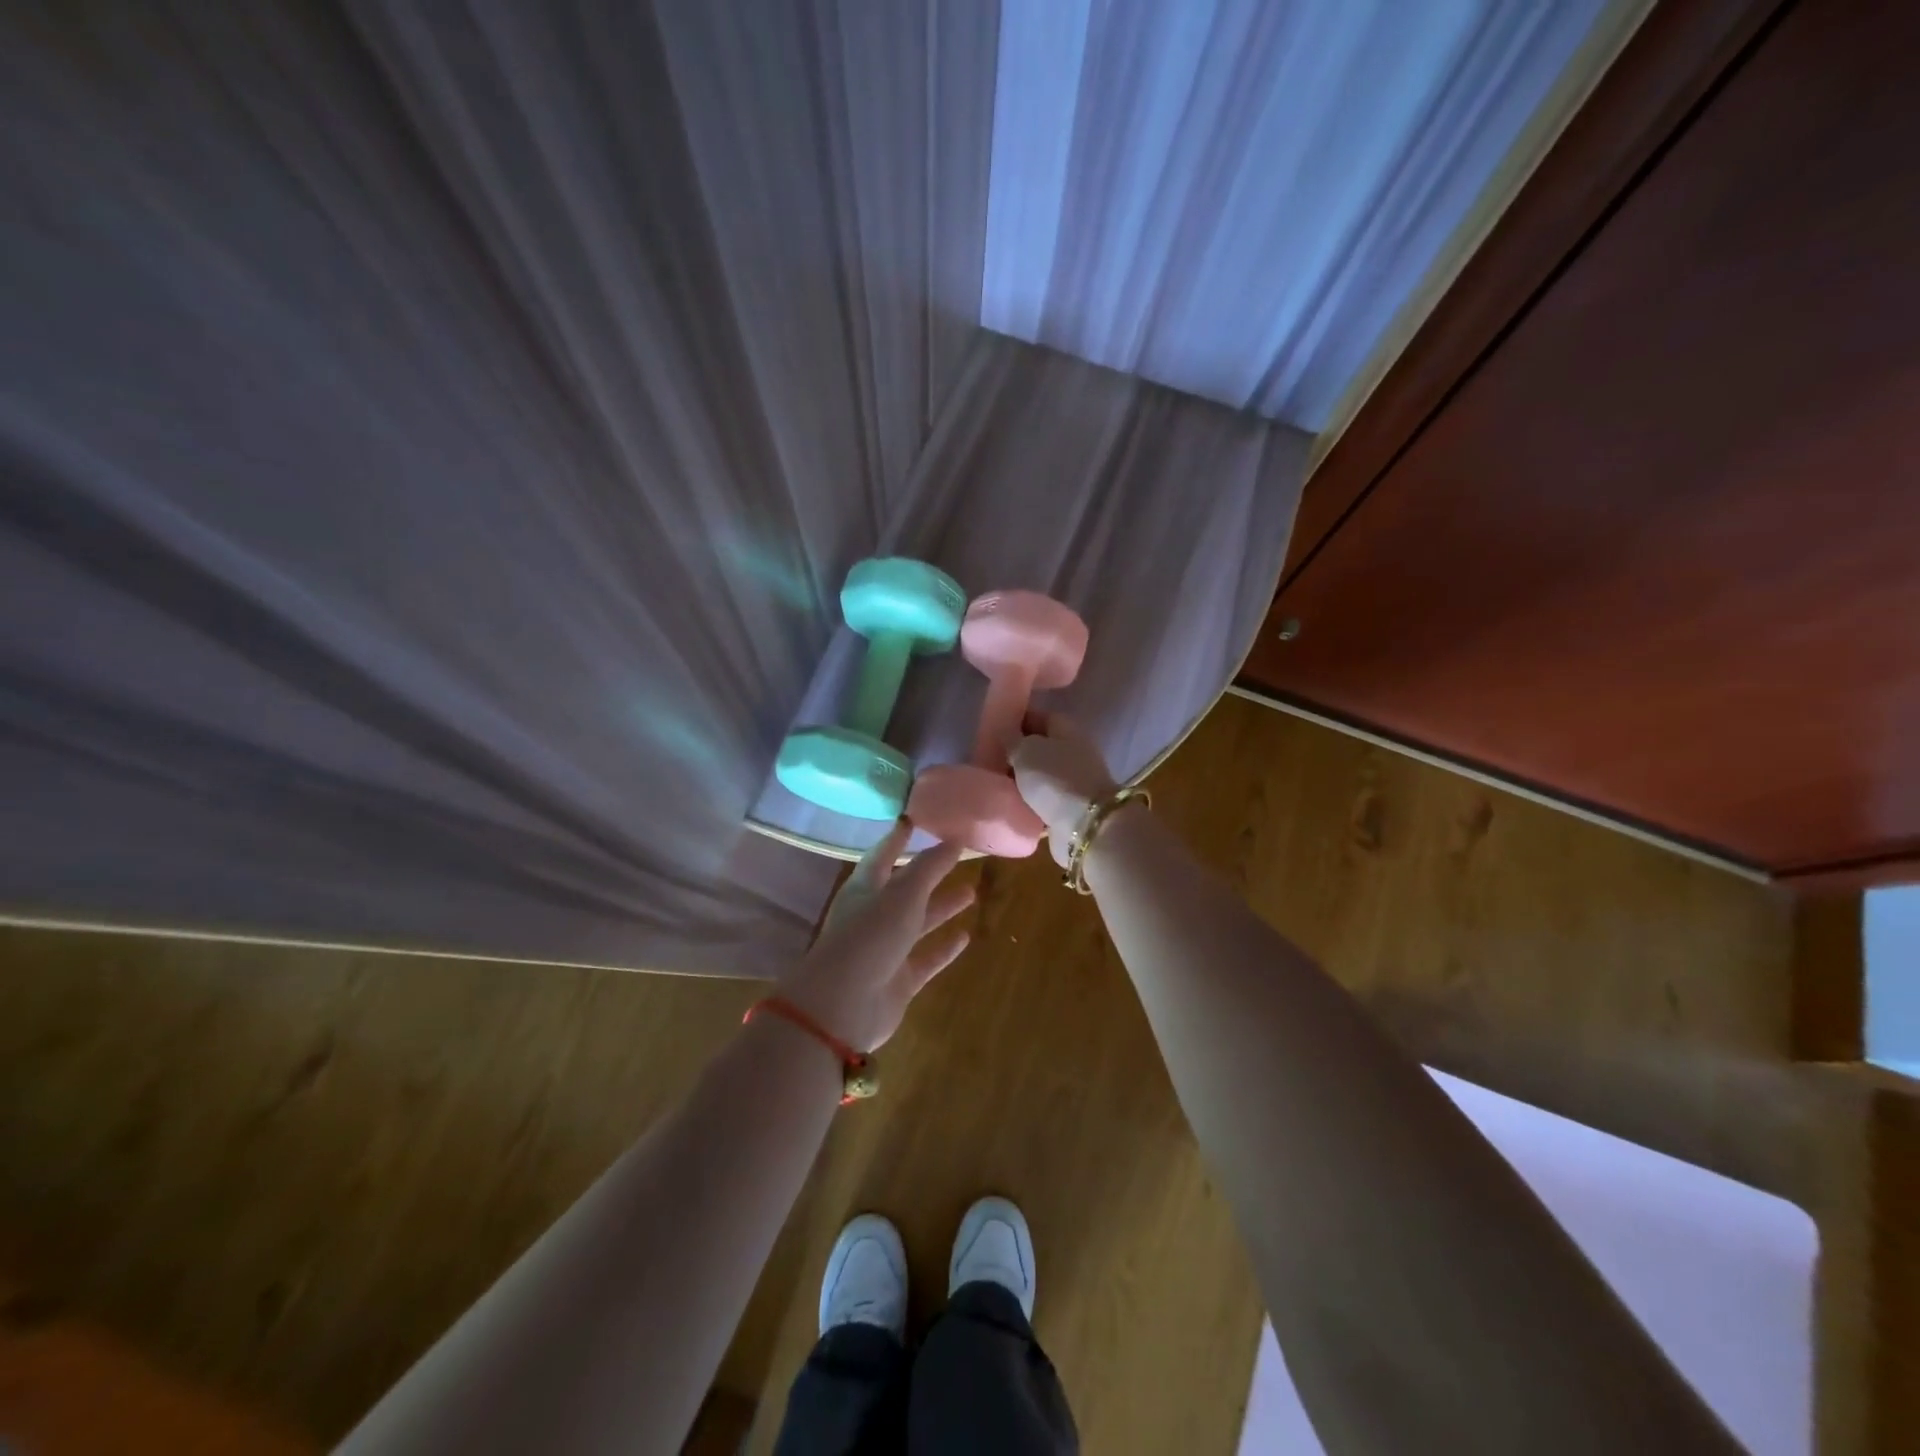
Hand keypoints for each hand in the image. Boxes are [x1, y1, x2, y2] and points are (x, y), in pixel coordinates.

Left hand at [775, 819, 973, 1052]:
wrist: (843, 1006)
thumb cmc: (869, 936)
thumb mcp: (902, 894)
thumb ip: (930, 868)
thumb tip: (954, 839)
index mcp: (865, 888)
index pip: (883, 855)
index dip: (898, 838)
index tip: (915, 820)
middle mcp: (874, 915)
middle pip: (906, 888)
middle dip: (930, 874)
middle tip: (959, 857)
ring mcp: (886, 949)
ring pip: (918, 922)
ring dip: (942, 907)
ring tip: (972, 892)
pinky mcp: (899, 980)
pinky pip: (927, 958)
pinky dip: (944, 948)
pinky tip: (966, 936)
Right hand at [1007, 711, 1118, 868]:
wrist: (1084, 825)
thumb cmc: (1054, 778)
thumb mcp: (1025, 750)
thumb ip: (1012, 739)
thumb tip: (1007, 735)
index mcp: (1067, 730)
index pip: (1039, 717)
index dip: (1016, 720)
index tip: (993, 730)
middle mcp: (1074, 752)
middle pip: (1040, 747)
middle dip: (1016, 752)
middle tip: (988, 759)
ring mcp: (1074, 781)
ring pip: (1041, 774)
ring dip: (1021, 778)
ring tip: (994, 782)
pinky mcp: (1069, 808)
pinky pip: (1043, 798)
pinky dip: (1028, 800)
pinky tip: (1009, 802)